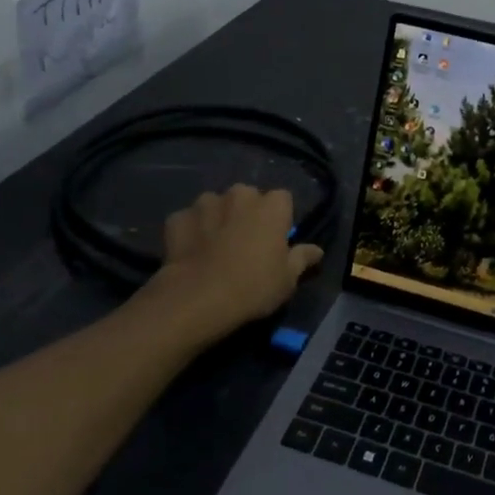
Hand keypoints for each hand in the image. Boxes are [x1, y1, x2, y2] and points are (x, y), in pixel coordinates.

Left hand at [149, 185, 323, 344]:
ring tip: (214, 246)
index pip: (282, 199)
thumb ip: (302, 258)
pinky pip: (188, 219)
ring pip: (216, 205)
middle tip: (245, 242)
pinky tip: (190, 251)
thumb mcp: (287, 279)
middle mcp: (240, 194)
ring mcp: (205, 203)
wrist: (197, 299)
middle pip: (248, 197)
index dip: (279, 218)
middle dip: (246, 213)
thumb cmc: (253, 287)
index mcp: (272, 205)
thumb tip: (317, 250)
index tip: (275, 239)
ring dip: (217, 218)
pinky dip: (190, 230)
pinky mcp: (177, 218)